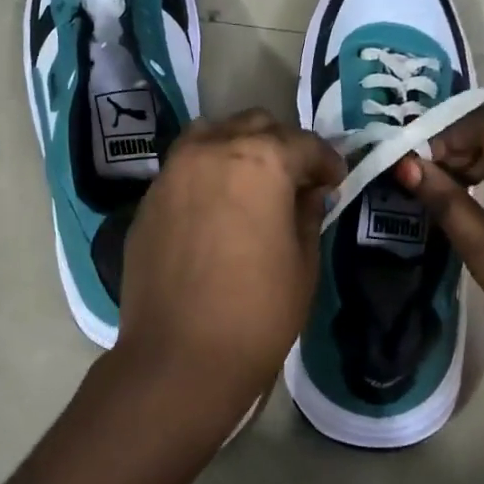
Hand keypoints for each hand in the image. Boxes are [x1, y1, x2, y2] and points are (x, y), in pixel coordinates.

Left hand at [111, 110, 344, 434]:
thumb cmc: (257, 313)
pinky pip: (184, 166)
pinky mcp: (149, 198)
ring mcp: (173, 171)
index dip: (327, 162)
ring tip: (252, 183)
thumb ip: (307, 213)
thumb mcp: (303, 263)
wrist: (179, 358)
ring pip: (213, 135)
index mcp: (260, 161)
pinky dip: (207, 172)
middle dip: (283, 146)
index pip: (304, 143)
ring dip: (239, 148)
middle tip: (296, 181)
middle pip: (255, 125)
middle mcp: (212, 150)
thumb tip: (308, 192)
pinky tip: (216, 207)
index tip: (335, 181)